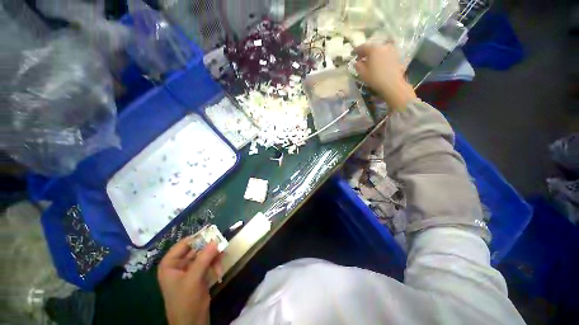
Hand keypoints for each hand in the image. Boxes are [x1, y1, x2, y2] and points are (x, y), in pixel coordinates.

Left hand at [158, 239, 221, 324]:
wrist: (192, 323)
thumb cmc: (185, 301)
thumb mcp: (193, 279)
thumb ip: (204, 258)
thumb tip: (215, 239)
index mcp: (170, 264)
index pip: (183, 244)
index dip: (197, 237)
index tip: (213, 233)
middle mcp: (179, 264)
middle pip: (196, 248)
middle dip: (209, 248)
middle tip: (221, 246)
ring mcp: (190, 269)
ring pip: (204, 254)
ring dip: (213, 257)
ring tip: (221, 260)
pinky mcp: (199, 274)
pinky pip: (208, 262)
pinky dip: (215, 263)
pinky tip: (219, 269)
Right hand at [354, 43, 416, 109]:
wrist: (393, 84)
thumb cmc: (375, 79)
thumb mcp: (363, 74)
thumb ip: (358, 66)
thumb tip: (357, 62)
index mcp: (374, 49)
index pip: (363, 46)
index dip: (357, 50)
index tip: (354, 54)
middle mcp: (383, 46)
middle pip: (372, 47)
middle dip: (366, 52)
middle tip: (361, 59)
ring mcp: (391, 50)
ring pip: (380, 50)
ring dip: (374, 54)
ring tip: (370, 62)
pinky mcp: (396, 56)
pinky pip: (386, 53)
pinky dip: (381, 57)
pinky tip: (379, 64)